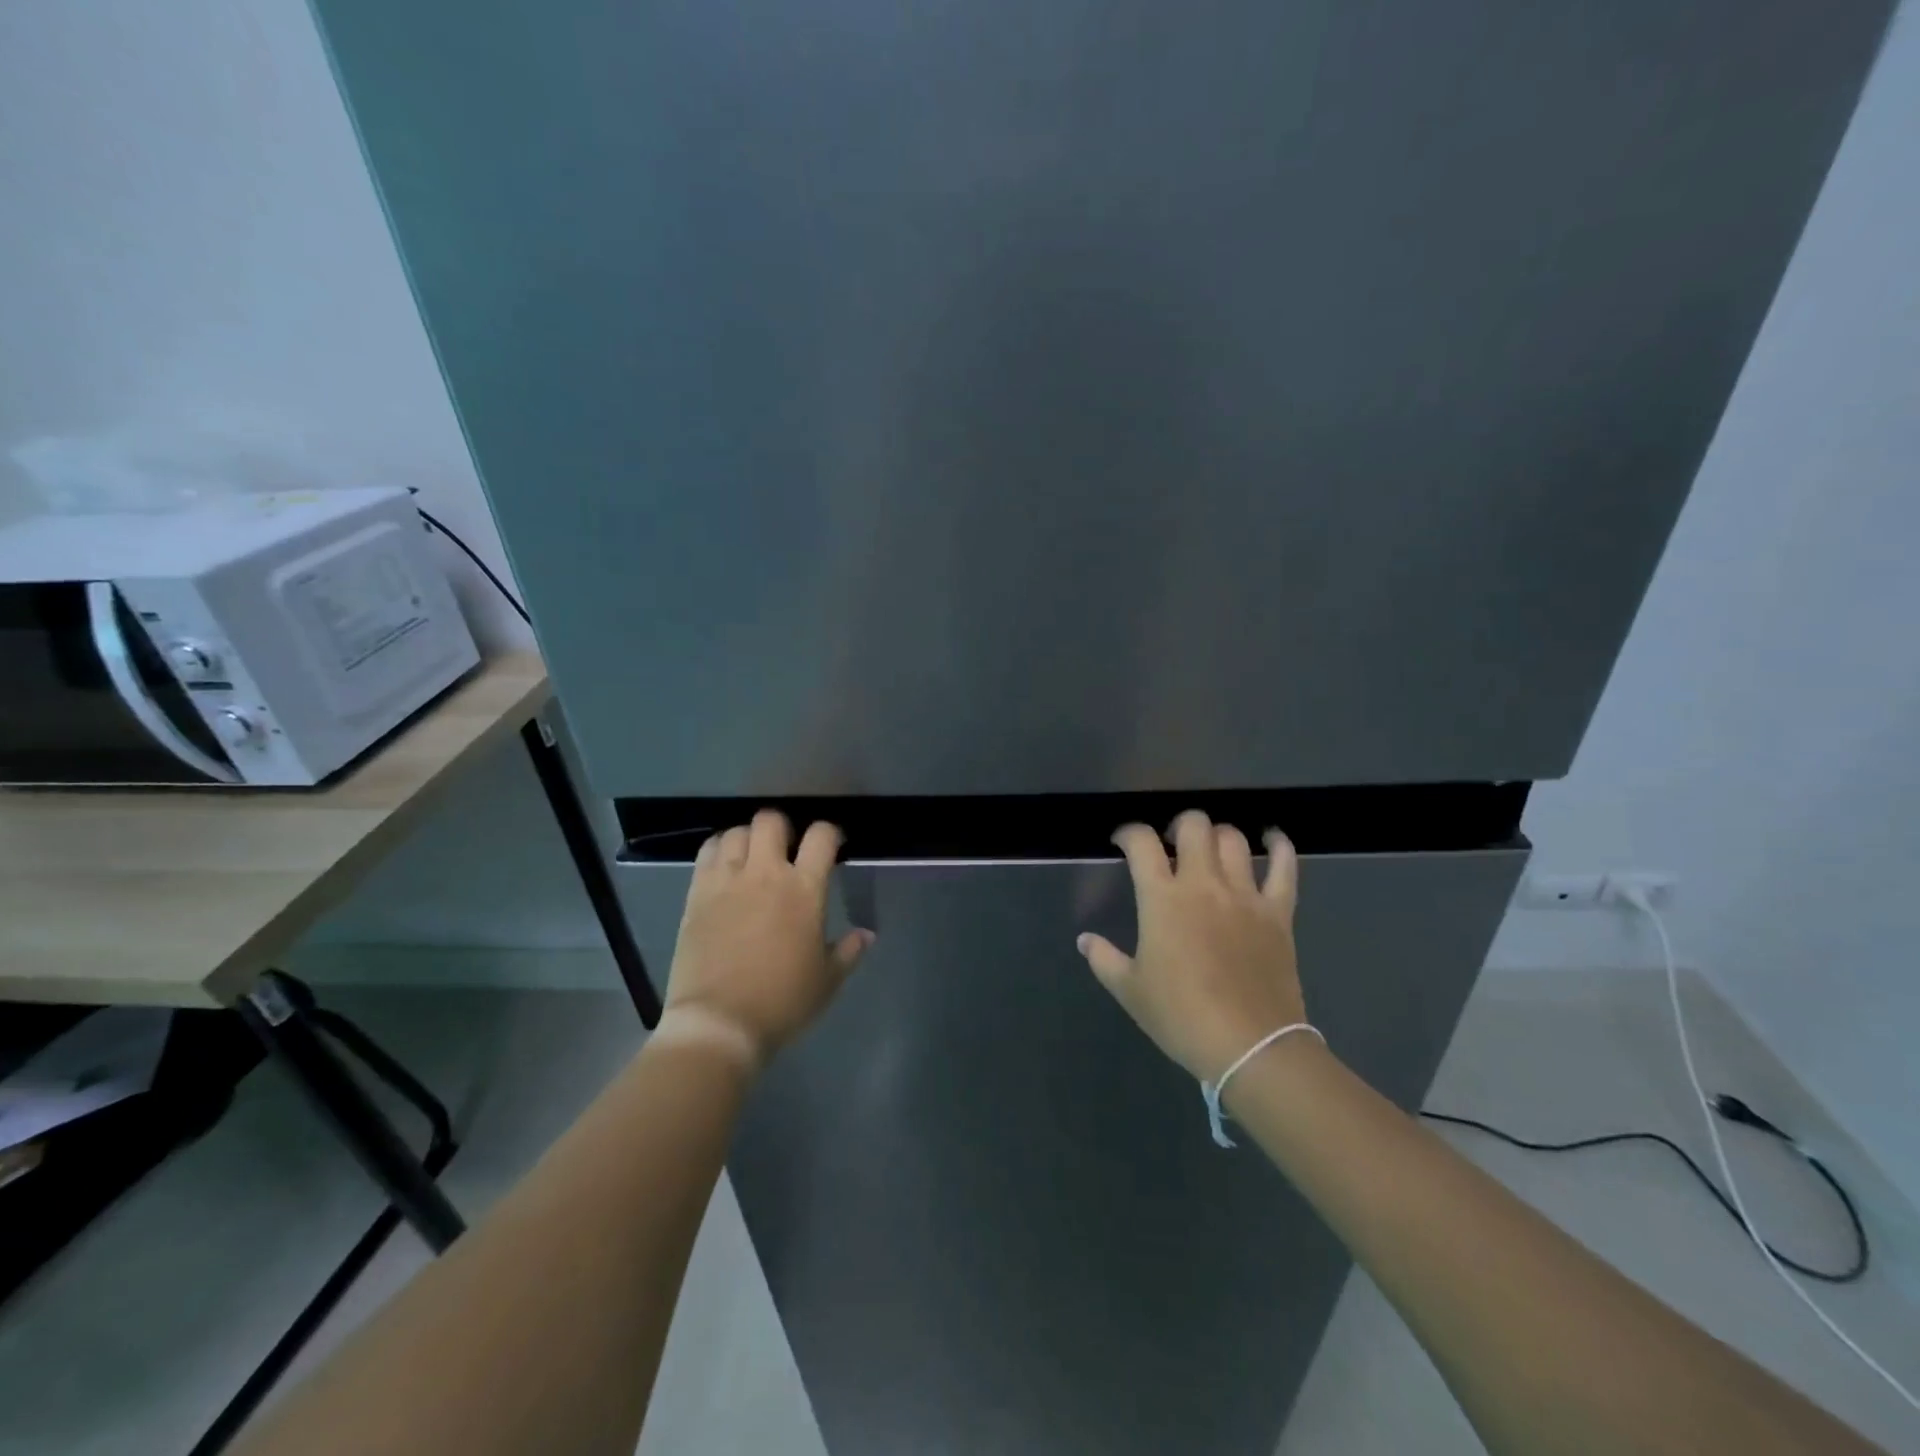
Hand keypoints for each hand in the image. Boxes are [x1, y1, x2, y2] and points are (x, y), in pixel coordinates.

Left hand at [660, 810, 873, 1067]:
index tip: (832, 845)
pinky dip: (719, 849)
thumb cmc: (782, 1002)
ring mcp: (727, 880)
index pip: (822, 836)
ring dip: (748, 838)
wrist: (718, 1023)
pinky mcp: (697, 893)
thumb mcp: (826, 980)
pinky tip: (724, 867)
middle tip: (786, 849)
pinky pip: (708, 852)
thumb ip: (848, 951)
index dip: (831, 833)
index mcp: (804, 890)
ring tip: (752, 857)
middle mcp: (766, 873)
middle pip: (772, 820)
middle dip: (783, 828)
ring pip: (737, 831)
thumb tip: (867, 934)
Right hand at [1077, 809, 1306, 1082]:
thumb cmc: (1181, 1017)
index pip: (1141, 843)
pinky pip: (1284, 867)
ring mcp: (1245, 895)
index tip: (1123, 842)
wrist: (1250, 1046)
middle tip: (1171, 845)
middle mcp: (1203, 884)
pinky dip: (1279, 846)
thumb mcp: (1130, 991)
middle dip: (1177, 825)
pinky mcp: (1278, 912)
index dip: (1128, 833)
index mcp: (1162, 899)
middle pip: (1193, 826)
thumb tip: (1084, 940)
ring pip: (1233, 839)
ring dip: (1217, 835)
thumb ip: (1103, 959)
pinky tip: (1272, 839)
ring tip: (1210, 850)